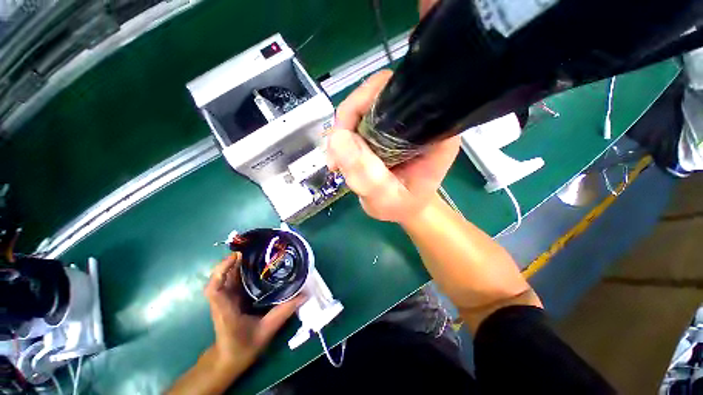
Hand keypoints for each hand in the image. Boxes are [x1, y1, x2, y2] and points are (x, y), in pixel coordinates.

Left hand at [204, 253, 304, 371]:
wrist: (229, 358)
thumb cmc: (244, 347)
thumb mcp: (266, 331)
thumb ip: (284, 312)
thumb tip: (304, 294)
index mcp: (226, 310)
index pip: (214, 288)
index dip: (221, 270)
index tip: (236, 256)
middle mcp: (222, 300)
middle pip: (222, 275)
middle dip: (236, 260)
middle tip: (256, 248)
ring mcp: (225, 298)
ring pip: (228, 276)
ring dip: (240, 263)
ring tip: (259, 252)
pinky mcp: (231, 297)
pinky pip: (234, 279)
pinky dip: (242, 269)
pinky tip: (257, 265)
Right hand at [327, 70, 459, 223]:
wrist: (404, 208)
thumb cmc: (403, 206)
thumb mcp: (386, 199)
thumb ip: (367, 176)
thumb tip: (338, 138)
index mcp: (431, 131)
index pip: (397, 94)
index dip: (364, 103)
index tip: (345, 133)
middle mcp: (416, 119)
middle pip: (373, 97)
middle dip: (347, 123)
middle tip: (336, 156)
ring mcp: (397, 122)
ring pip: (360, 110)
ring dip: (342, 135)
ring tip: (337, 163)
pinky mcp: (383, 129)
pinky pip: (356, 123)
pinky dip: (342, 140)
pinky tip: (340, 159)